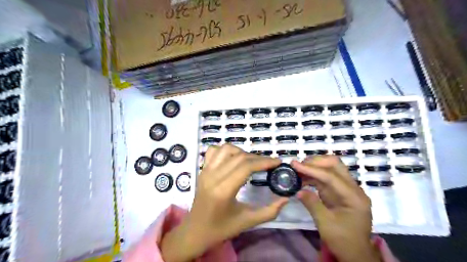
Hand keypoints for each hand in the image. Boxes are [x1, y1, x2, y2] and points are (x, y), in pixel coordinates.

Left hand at [162, 144, 290, 261]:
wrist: (195, 231)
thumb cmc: (221, 228)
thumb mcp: (248, 222)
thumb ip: (270, 211)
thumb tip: (286, 198)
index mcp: (223, 190)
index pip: (246, 167)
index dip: (264, 162)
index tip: (277, 162)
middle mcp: (213, 176)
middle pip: (239, 157)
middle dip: (258, 158)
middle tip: (269, 163)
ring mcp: (205, 171)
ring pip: (226, 149)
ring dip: (242, 152)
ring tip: (252, 161)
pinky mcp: (202, 170)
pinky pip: (213, 151)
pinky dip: (225, 150)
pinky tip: (233, 158)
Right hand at [293, 156, 380, 260]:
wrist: (356, 253)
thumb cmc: (343, 241)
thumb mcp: (325, 224)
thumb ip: (312, 204)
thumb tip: (298, 190)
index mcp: (354, 197)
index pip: (331, 177)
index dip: (311, 169)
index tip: (294, 164)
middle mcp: (353, 189)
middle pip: (335, 165)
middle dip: (315, 162)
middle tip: (298, 165)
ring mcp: (346, 189)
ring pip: (330, 169)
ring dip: (313, 167)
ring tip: (297, 170)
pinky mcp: (339, 192)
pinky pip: (326, 178)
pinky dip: (313, 176)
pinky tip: (302, 179)